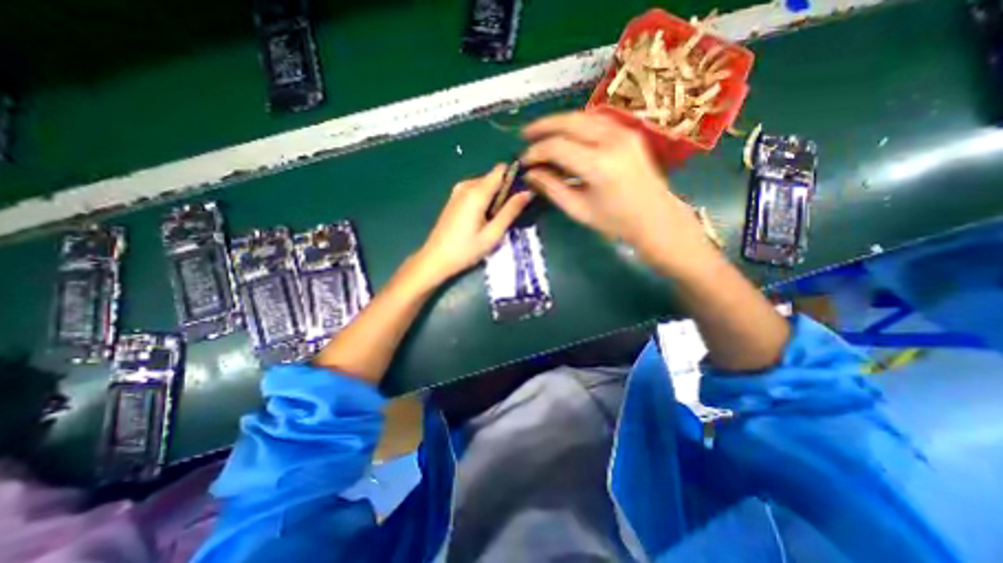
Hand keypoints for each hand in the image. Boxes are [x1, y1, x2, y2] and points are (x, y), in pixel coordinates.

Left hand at [409, 163, 531, 285]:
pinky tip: (481, 221)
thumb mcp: (493, 234)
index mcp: (477, 192)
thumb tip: (528, 192)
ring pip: (484, 186)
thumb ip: (511, 211)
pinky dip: (483, 201)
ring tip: (493, 222)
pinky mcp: (453, 199)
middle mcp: (466, 186)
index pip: (500, 170)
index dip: (514, 177)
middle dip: (504, 192)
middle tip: (507, 216)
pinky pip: (475, 192)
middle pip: (493, 178)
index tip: (521, 194)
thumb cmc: (466, 250)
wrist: (435, 259)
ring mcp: (457, 191)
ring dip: (494, 199)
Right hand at [520, 110, 707, 271]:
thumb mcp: (578, 209)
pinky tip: (566, 133)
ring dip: (559, 122)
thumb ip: (552, 188)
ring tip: (541, 132)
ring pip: (583, 116)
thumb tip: (530, 174)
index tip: (523, 161)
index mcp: (598, 165)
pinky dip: (577, 124)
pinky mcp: (629, 133)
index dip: (536, 152)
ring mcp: (624, 133)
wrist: (656, 218)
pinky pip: (597, 120)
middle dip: (543, 126)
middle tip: (525, 135)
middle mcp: (611, 141)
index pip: (557, 147)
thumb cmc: (615, 221)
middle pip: (569, 122)